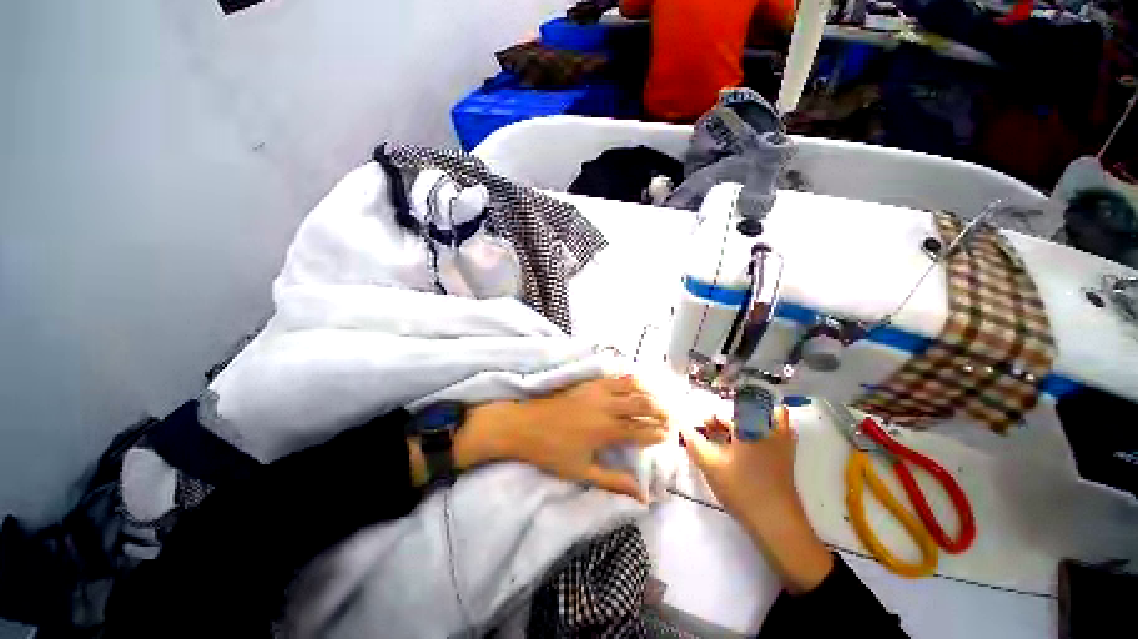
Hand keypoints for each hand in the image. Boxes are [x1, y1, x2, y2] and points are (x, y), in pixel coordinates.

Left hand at [457, 376, 668, 501]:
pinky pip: (613, 377)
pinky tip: (634, 381)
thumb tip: (641, 497)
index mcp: (606, 430)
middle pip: (641, 404)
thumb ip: (613, 482)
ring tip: (658, 399)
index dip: (657, 433)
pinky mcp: (587, 383)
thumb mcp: (582, 472)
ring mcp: (596, 391)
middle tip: (670, 416)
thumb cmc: (551, 452)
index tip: (669, 435)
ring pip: (630, 387)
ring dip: (647, 392)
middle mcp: (606, 406)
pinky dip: (628, 379)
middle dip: (659, 410)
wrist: (524, 425)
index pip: (641, 430)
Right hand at [681, 407, 833, 593]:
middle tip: (714, 431)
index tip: (704, 427)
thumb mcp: (710, 464)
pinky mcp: (788, 457)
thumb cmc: (741, 488)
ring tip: (734, 436)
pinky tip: (749, 448)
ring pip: (769, 418)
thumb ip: (694, 443)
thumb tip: (683, 428)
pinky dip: (765, 432)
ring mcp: (783, 443)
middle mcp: (769, 428)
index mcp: (750, 426)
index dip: (715, 417)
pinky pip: (780, 433)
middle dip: (729, 419)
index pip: (731, 408)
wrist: (775, 521)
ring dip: (751, 421)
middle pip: (749, 410)